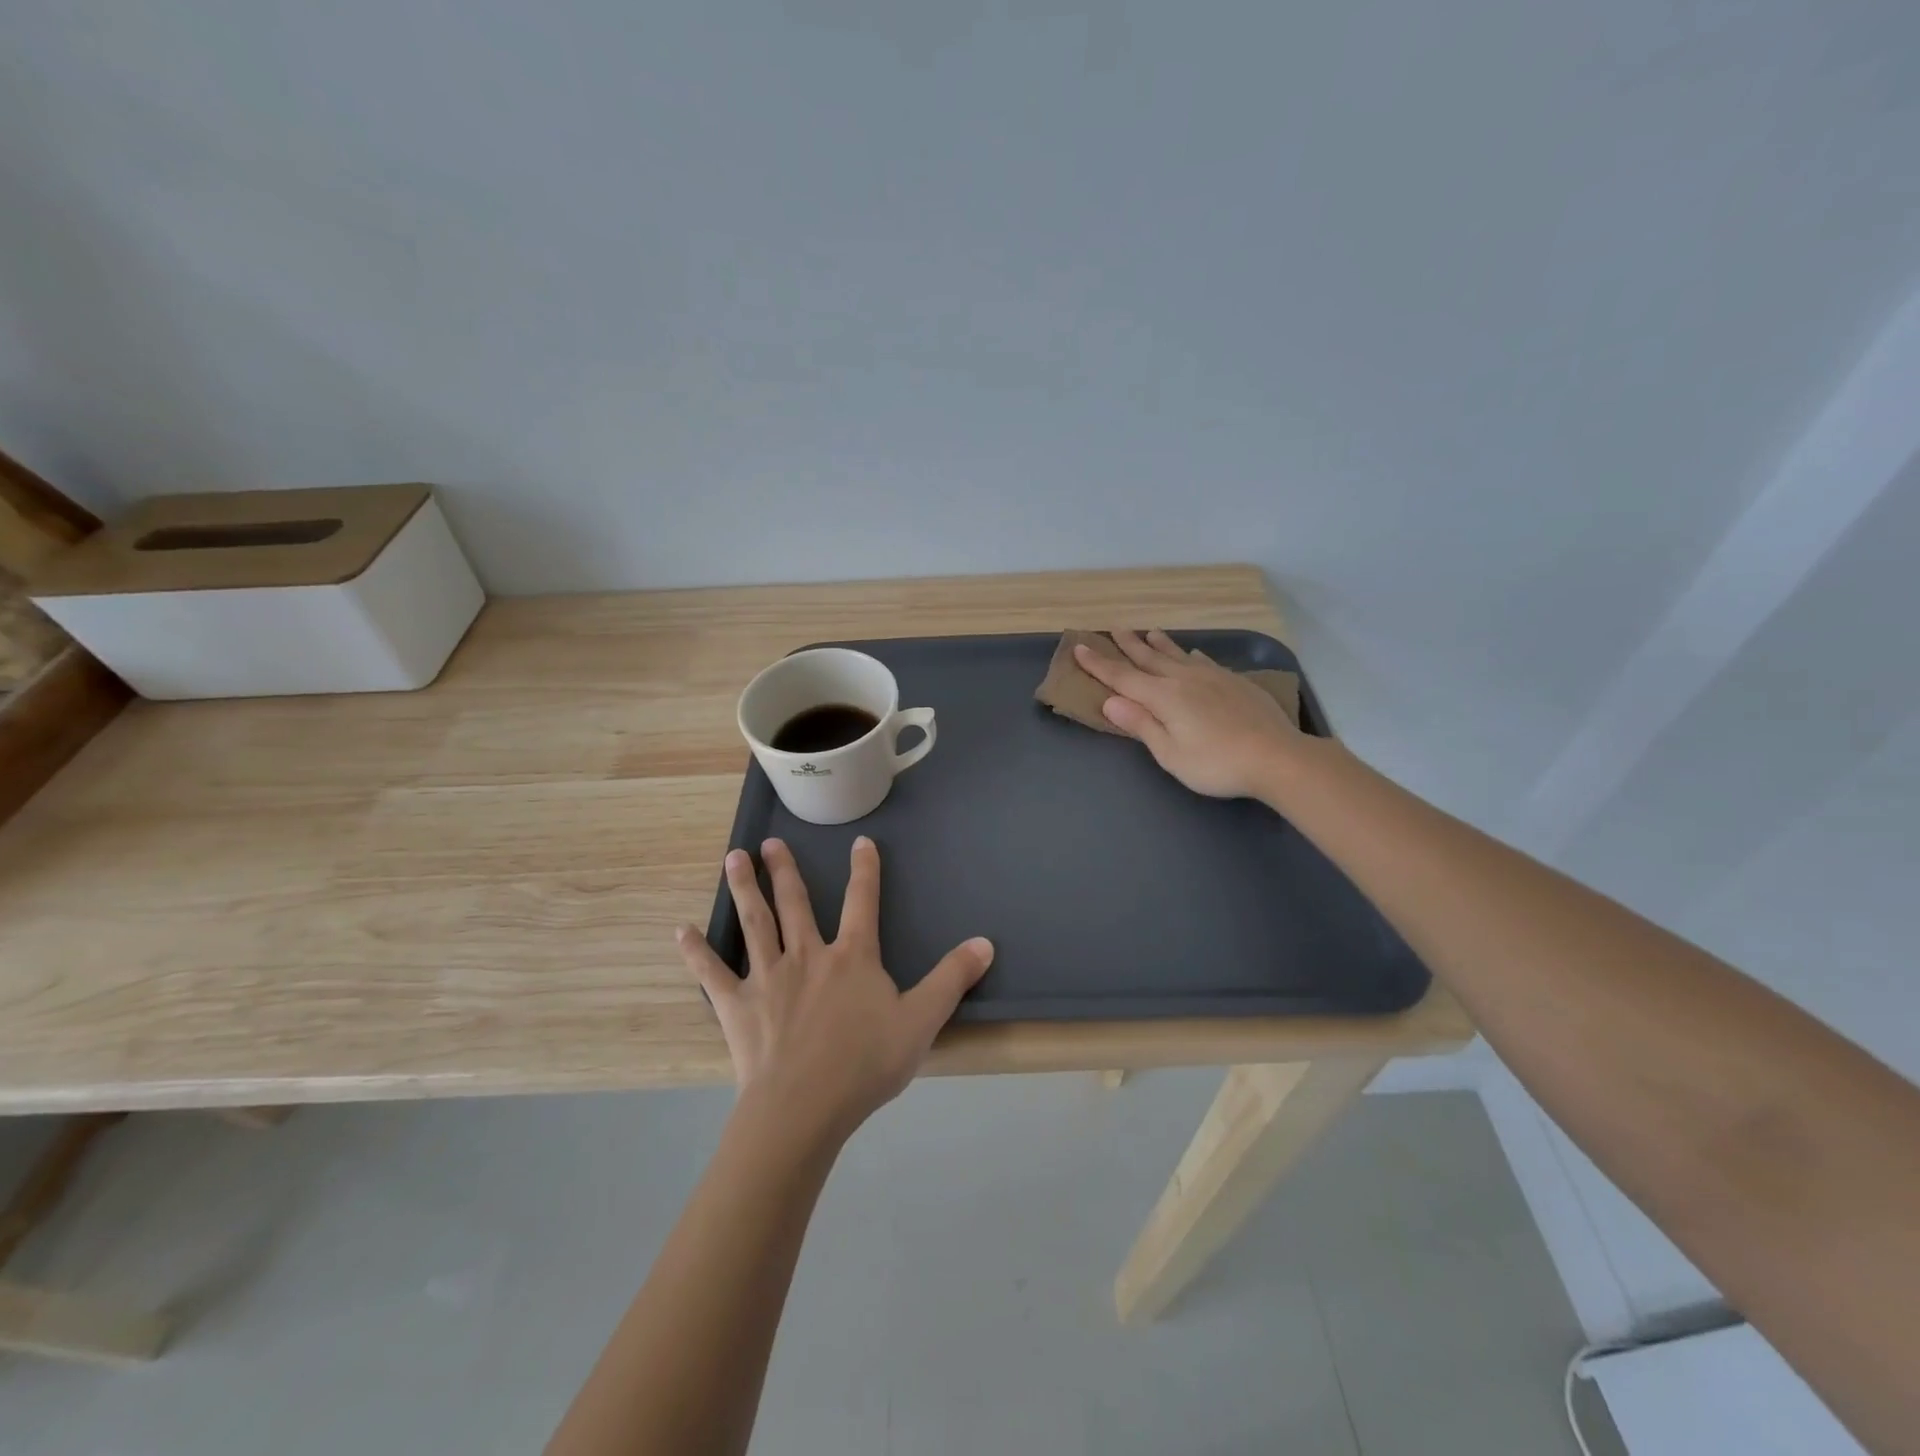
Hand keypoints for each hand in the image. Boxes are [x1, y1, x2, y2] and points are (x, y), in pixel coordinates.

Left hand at [676, 836, 993, 1144]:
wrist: (804, 1108)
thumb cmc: (864, 1064)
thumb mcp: (921, 1021)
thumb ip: (952, 979)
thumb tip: (985, 942)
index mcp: (851, 957)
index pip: (862, 902)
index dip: (864, 871)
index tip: (860, 842)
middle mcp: (807, 955)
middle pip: (795, 904)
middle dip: (784, 871)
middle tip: (769, 843)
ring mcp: (768, 978)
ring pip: (755, 923)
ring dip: (744, 889)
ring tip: (733, 859)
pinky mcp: (737, 1005)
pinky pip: (713, 973)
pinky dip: (697, 951)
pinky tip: (681, 930)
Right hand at [1075, 629, 1304, 799]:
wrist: (1276, 757)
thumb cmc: (1216, 763)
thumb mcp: (1170, 753)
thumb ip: (1141, 724)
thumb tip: (1111, 700)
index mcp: (1163, 697)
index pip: (1122, 677)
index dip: (1099, 664)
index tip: (1080, 647)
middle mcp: (1184, 679)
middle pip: (1149, 659)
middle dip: (1128, 645)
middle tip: (1114, 629)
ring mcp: (1212, 677)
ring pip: (1177, 655)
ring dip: (1159, 644)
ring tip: (1148, 631)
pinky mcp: (1234, 682)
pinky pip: (1204, 662)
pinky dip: (1191, 656)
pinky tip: (1192, 655)